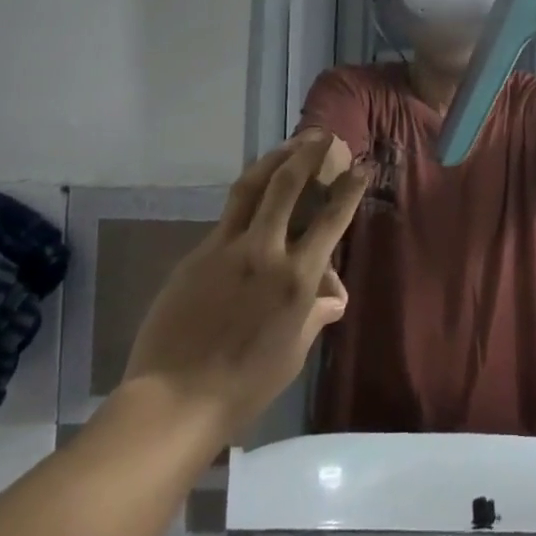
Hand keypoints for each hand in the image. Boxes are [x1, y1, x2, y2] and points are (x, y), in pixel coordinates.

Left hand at [119, 131, 365, 438]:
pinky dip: (246, 197)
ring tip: (288, 144)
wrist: (174, 399)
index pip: (331, 220)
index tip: (360, 168)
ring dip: (273, 160)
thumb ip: (314, 316)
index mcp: (296, 278)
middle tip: (321, 135)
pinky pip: (227, 216)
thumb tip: (333, 296)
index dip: (349, 189)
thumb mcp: (292, 354)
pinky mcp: (197, 254)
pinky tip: (252, 196)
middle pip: (287, 186)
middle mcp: (264, 251)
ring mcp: (226, 248)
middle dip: (308, 154)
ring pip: (251, 188)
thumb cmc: (244, 385)